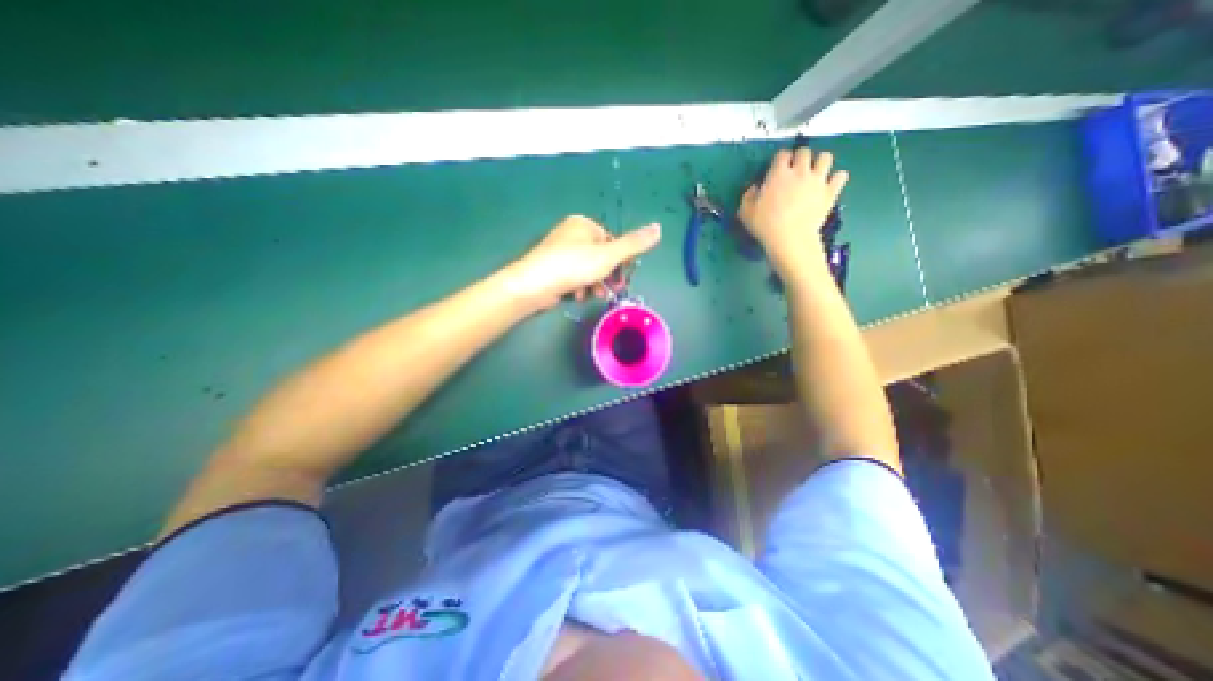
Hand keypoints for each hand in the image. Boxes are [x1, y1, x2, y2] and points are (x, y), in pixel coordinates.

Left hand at [506, 215, 662, 310]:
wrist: (534, 285)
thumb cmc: (573, 266)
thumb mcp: (609, 255)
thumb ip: (634, 245)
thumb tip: (658, 228)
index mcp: (583, 225)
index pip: (611, 241)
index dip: (619, 261)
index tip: (622, 278)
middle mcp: (571, 234)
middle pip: (600, 257)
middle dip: (607, 276)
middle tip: (610, 290)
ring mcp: (559, 252)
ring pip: (587, 269)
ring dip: (594, 284)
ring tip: (593, 295)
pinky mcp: (552, 268)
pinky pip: (573, 276)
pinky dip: (579, 287)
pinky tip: (578, 296)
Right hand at [735, 149, 845, 283]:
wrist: (790, 238)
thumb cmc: (765, 226)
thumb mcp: (745, 212)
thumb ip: (748, 196)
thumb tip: (754, 188)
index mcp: (778, 174)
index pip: (782, 154)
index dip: (780, 159)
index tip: (777, 168)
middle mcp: (800, 171)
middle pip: (804, 151)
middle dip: (800, 157)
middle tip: (795, 170)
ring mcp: (817, 180)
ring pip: (825, 157)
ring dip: (820, 162)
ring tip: (814, 173)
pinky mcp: (830, 192)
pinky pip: (841, 176)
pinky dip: (836, 178)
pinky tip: (829, 185)